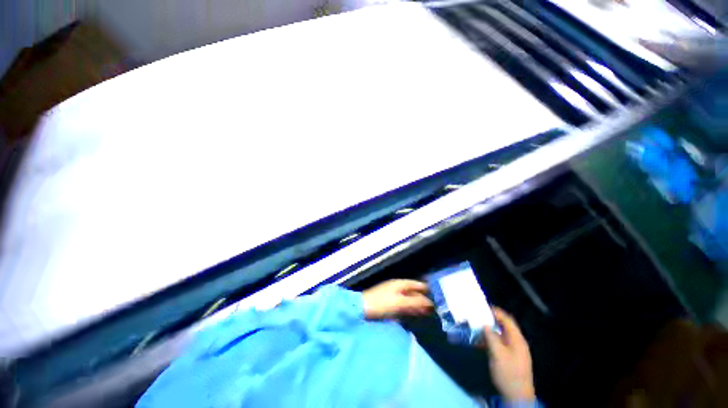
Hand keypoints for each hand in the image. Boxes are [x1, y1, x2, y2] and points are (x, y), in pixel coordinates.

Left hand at [362, 279, 432, 319]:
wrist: (363, 308)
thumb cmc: (382, 303)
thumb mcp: (400, 303)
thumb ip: (414, 302)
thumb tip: (429, 303)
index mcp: (399, 284)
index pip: (416, 284)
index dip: (425, 289)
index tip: (436, 296)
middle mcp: (397, 287)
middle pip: (412, 292)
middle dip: (422, 299)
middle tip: (433, 308)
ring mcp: (392, 295)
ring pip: (408, 298)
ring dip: (416, 305)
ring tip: (426, 313)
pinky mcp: (388, 303)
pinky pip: (402, 304)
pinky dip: (409, 308)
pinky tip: (413, 314)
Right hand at [478, 308, 534, 402]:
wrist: (517, 396)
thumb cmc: (508, 373)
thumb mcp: (498, 354)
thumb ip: (491, 337)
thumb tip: (485, 325)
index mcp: (517, 339)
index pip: (507, 319)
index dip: (496, 312)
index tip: (482, 307)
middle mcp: (516, 342)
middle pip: (503, 326)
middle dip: (490, 321)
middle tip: (476, 317)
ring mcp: (513, 350)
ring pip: (499, 335)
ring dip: (488, 332)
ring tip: (474, 330)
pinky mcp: (509, 357)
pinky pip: (498, 344)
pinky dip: (489, 341)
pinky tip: (478, 343)